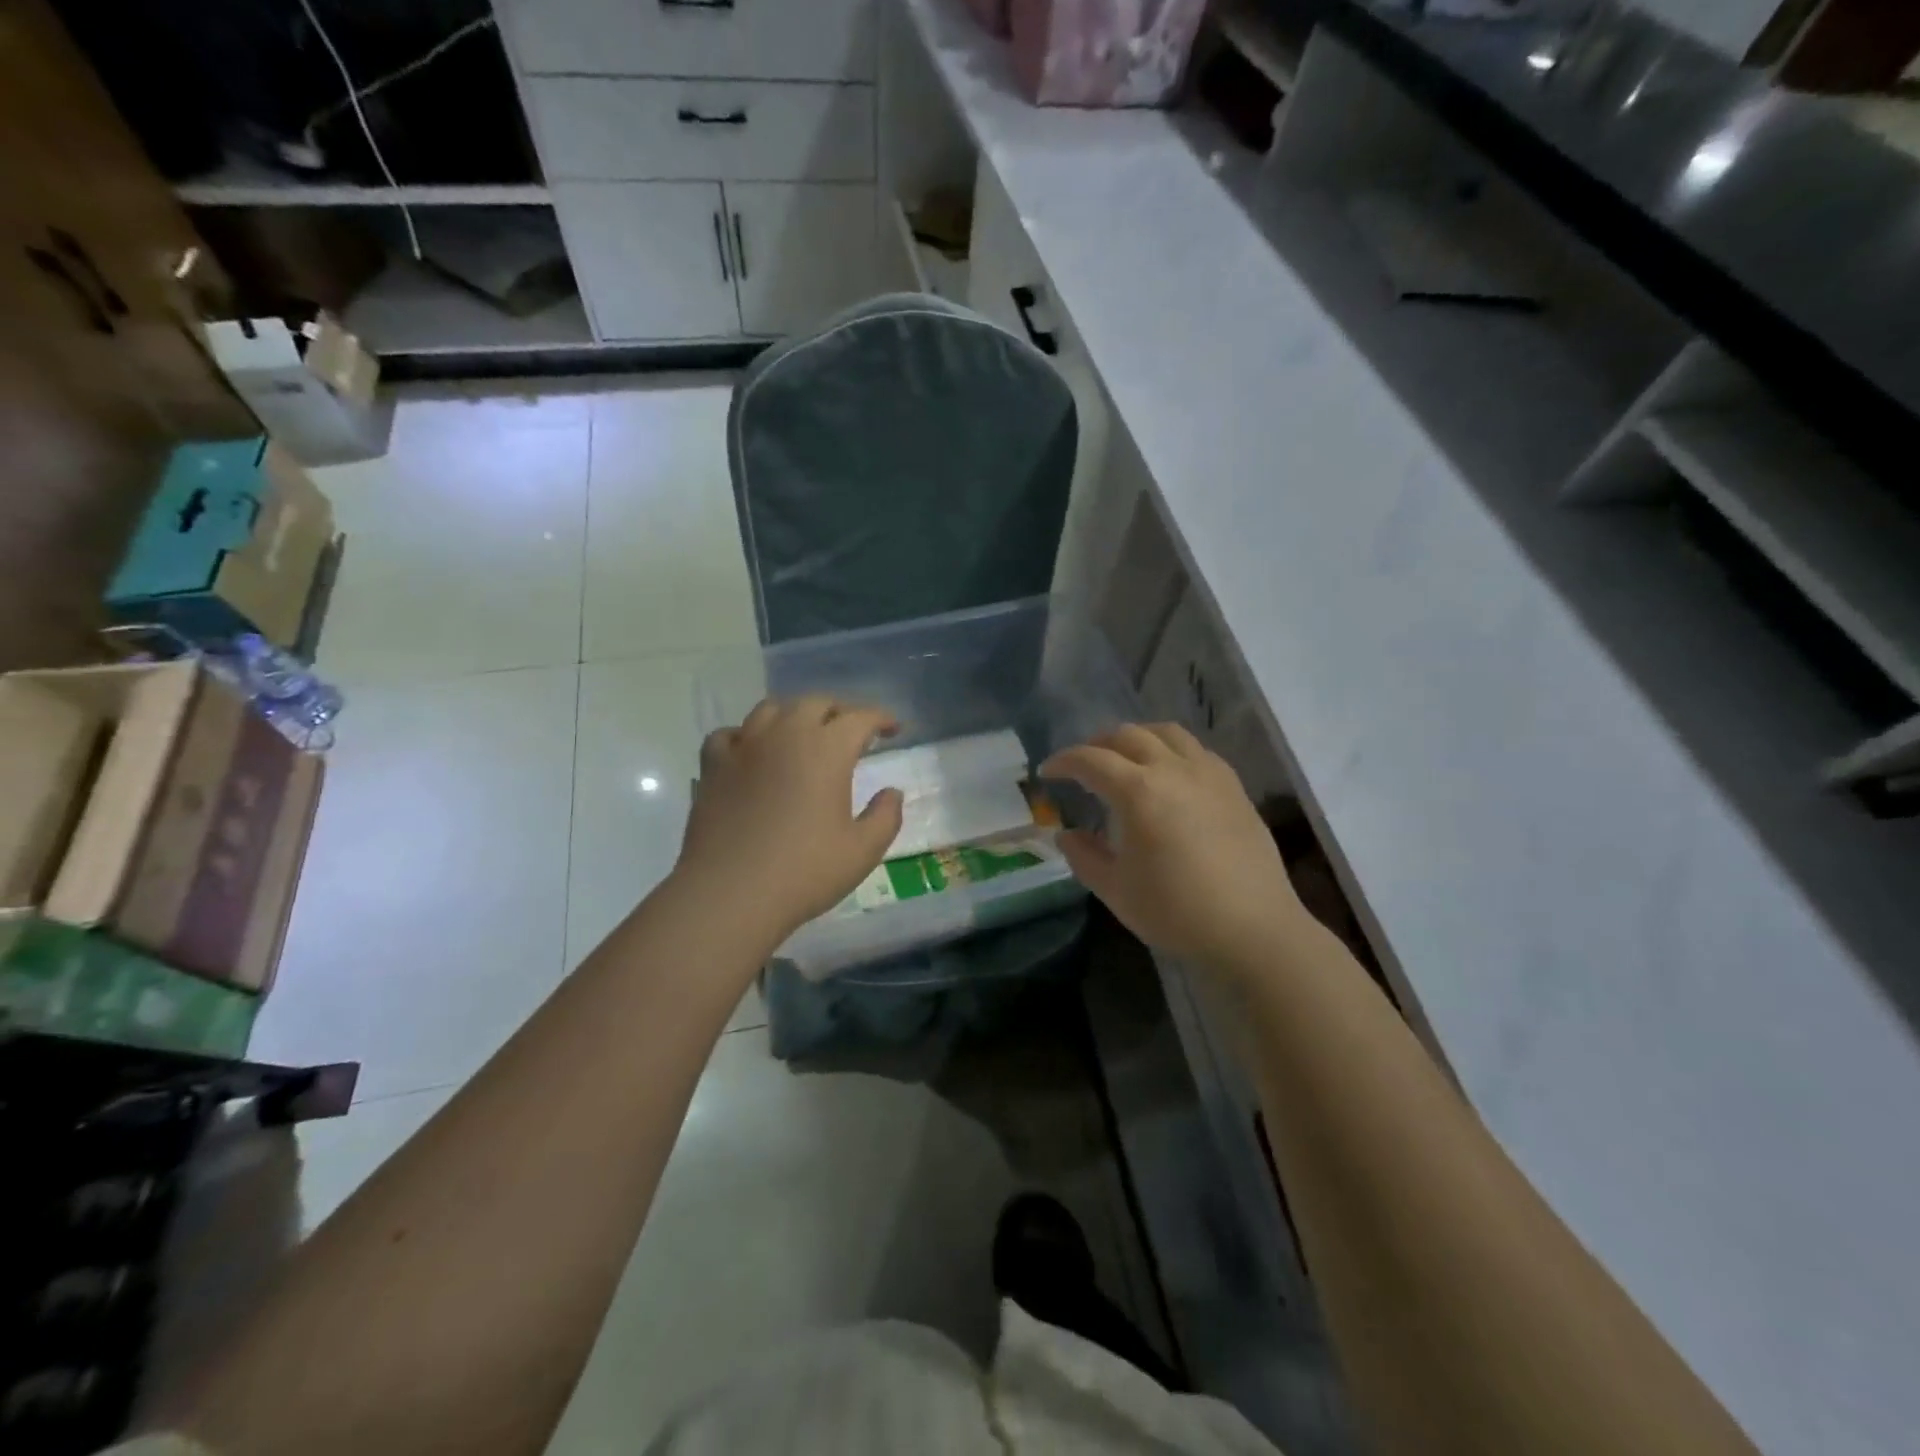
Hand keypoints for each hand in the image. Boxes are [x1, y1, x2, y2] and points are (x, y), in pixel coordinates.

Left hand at [677, 696, 904, 943]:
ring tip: (802, 734)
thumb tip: (892, 792)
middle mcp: (785, 735)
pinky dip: (746, 736)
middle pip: (816, 703)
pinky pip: (729, 734)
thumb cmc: (804, 872)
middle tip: (851, 732)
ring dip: (794, 715)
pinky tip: (751, 752)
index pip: (860, 717)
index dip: (881, 718)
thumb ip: (885, 816)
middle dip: (839, 711)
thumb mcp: (862, 851)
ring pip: (771, 709)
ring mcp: (744, 747)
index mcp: (827, 749)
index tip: (893, 729)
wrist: (730, 894)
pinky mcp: (712, 767)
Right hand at [1043, 724, 1305, 974]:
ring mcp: (1209, 774)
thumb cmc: (1177, 911)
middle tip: (1083, 765)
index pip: (1091, 760)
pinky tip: (1169, 773)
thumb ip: (1085, 856)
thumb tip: (1066, 835)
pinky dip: (1172, 750)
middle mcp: (1173, 769)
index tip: (1048, 771)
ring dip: (1137, 737)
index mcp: (1139, 791)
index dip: (1064, 761)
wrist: (1253, 929)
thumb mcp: (1116, 890)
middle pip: (1128, 735)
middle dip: (1097, 744)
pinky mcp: (1234, 787)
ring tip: (1125, 757)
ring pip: (1167, 733)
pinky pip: (1196, 750)